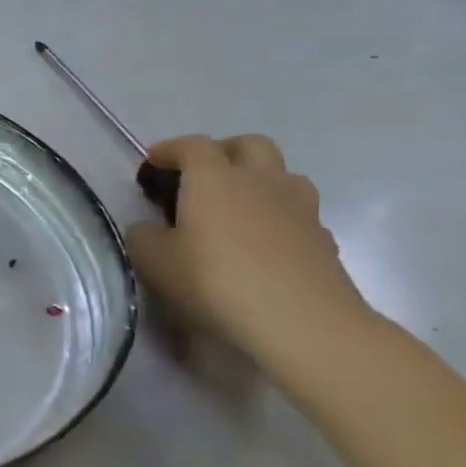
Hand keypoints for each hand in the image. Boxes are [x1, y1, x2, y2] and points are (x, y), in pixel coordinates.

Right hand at [125, 135, 372, 373]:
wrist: (299, 321)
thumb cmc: (214, 281)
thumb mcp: (153, 261)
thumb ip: (143, 235)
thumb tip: (150, 227)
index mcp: (215, 179)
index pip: (192, 146)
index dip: (169, 149)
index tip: (152, 162)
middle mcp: (260, 181)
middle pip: (247, 145)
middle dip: (221, 152)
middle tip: (199, 176)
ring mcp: (299, 207)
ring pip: (280, 174)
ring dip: (256, 180)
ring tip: (234, 208)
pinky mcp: (322, 237)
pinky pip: (296, 211)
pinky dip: (275, 216)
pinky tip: (260, 244)